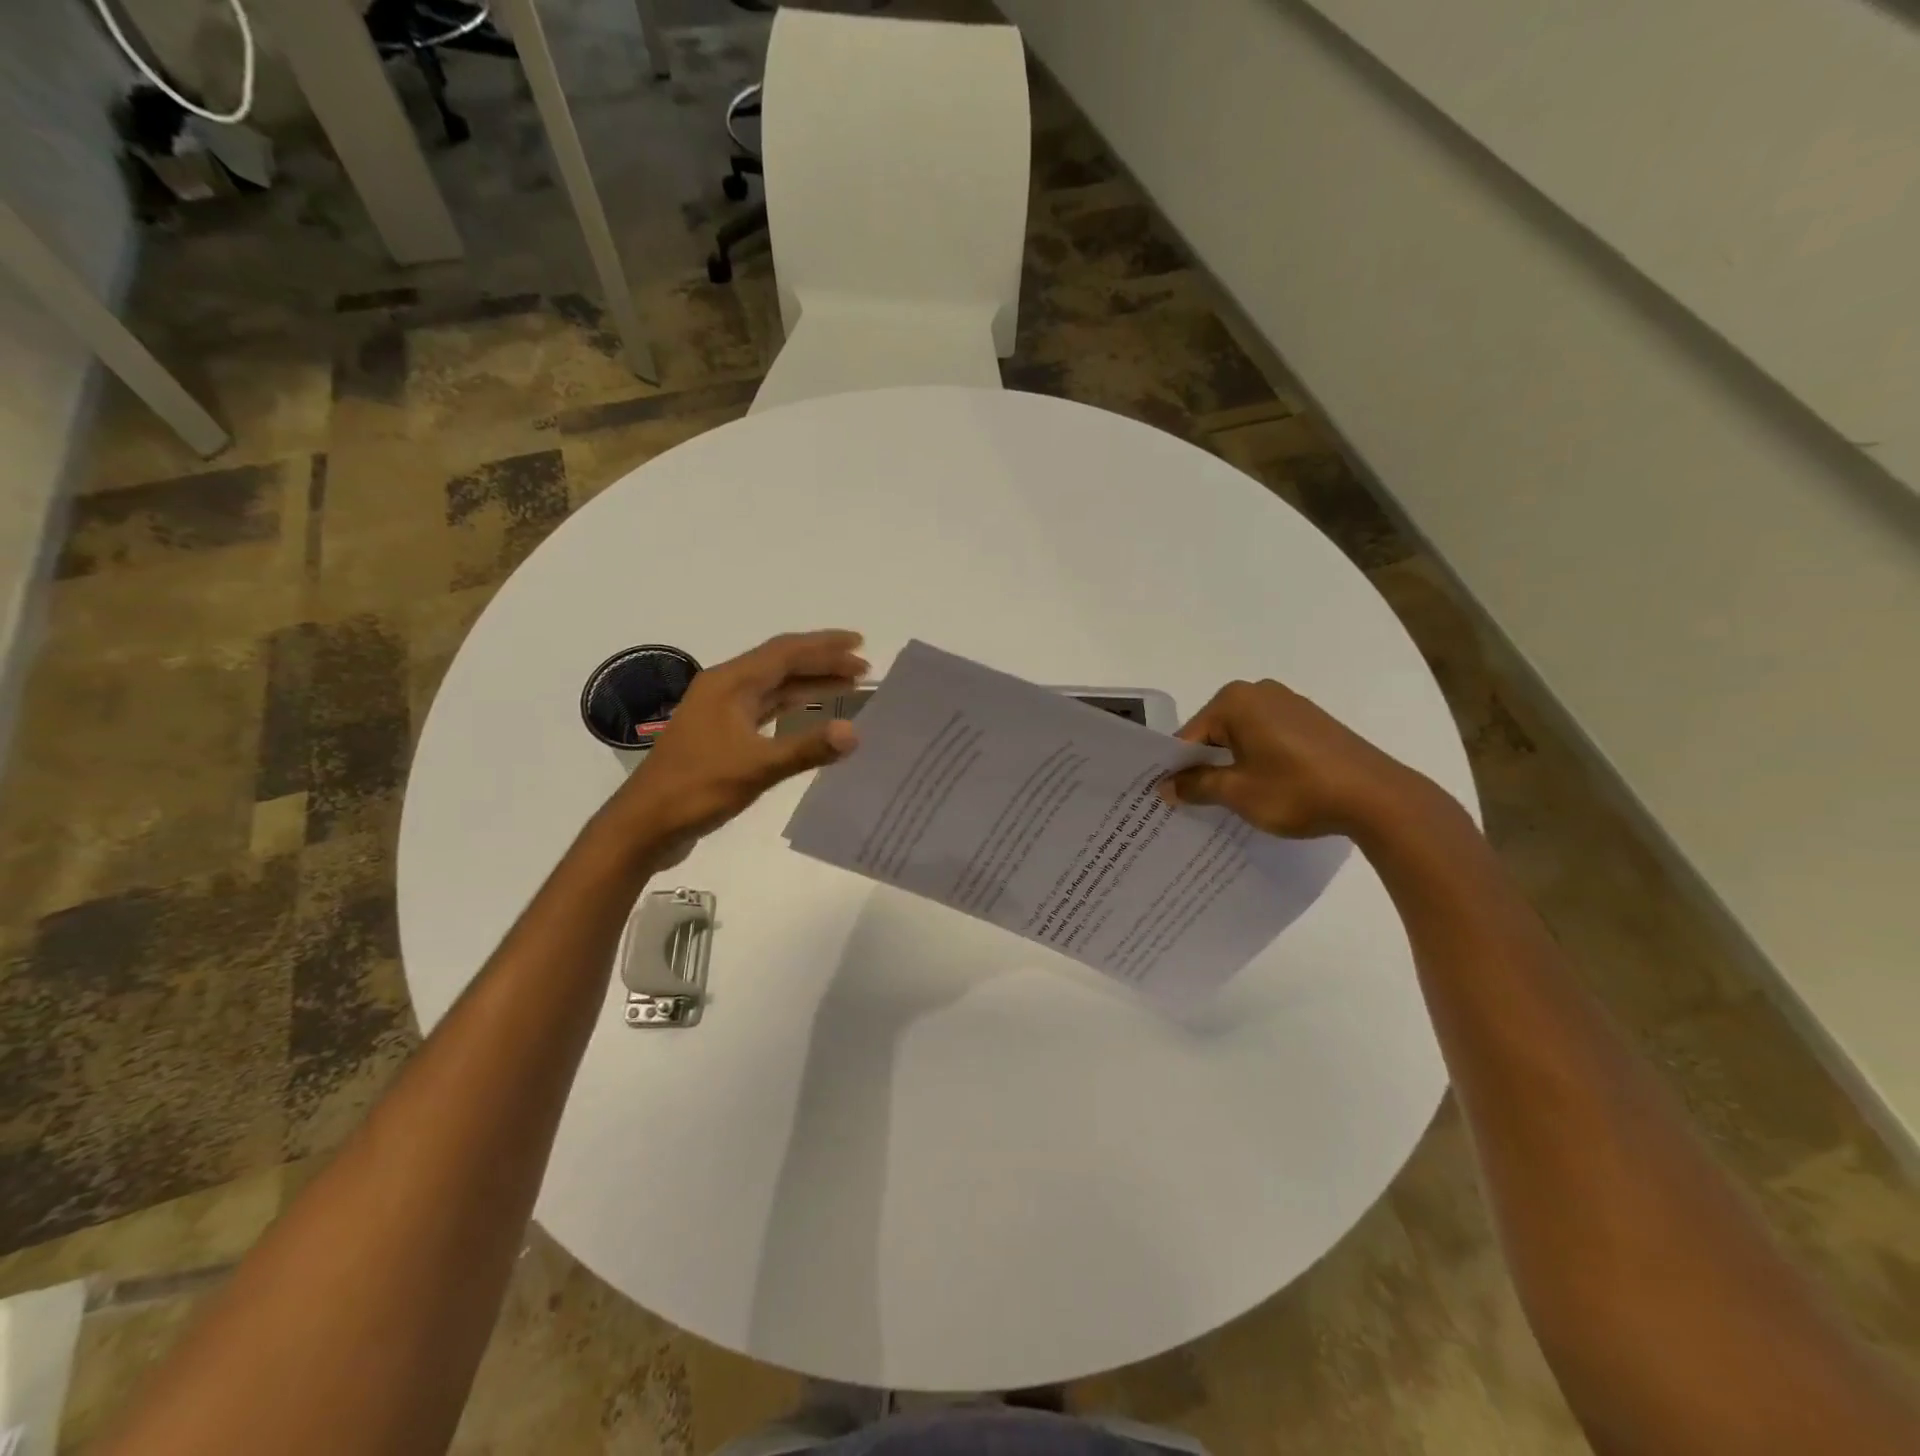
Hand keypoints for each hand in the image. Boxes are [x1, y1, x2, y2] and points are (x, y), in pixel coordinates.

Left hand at [607, 630, 867, 864]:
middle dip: (822, 663)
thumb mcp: (757, 768)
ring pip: (773, 687)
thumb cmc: (697, 788)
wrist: (646, 823)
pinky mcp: (721, 735)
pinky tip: (811, 713)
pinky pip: (765, 709)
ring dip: (809, 683)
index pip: (785, 653)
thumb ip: (807, 748)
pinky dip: (792, 707)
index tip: (860, 644)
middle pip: (781, 664)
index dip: (825, 646)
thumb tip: (854, 732)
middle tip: (863, 668)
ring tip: (847, 686)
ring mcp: (721, 711)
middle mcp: (725, 688)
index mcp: (730, 683)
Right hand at [1159, 678, 1432, 839]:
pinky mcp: (1311, 721)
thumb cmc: (1298, 790)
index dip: (1176, 769)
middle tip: (1192, 803)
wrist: (1377, 798)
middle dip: (1203, 765)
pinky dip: (1258, 761)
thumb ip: (1196, 786)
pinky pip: (1268, 739)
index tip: (1167, 798)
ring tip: (1228, 800)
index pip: (1189, 736)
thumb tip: (1166, 787)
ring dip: (1231, 765)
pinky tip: (1263, 789)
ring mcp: (1289, 703)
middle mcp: (1259, 692)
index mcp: (1235, 701)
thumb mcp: (1238, 793)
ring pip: (1241, 737)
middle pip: (1214, 733)